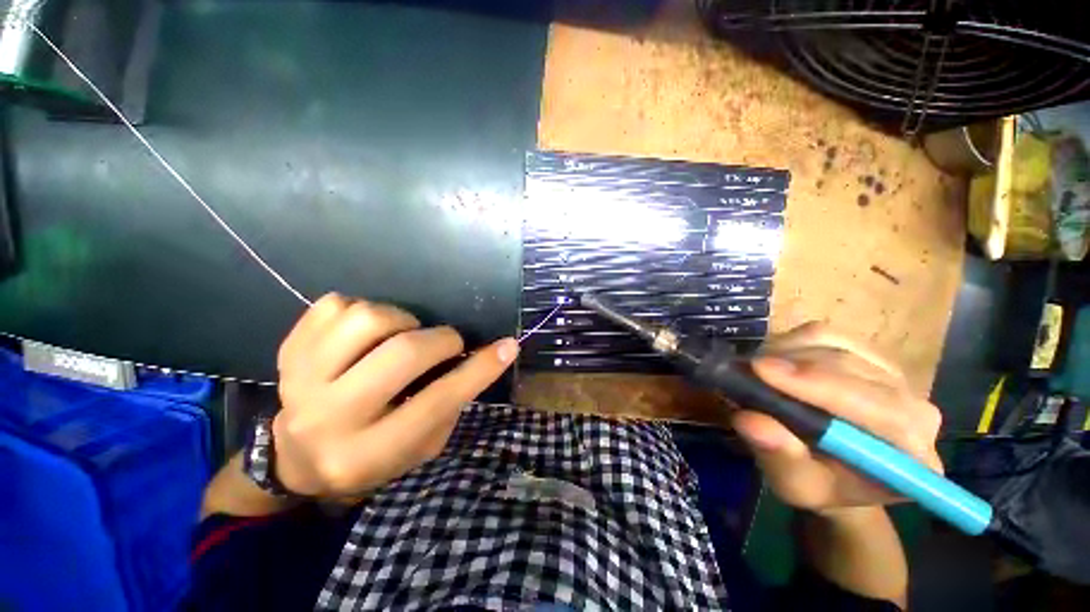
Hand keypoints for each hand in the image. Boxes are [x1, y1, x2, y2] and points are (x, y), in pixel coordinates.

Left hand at [272, 293, 518, 496]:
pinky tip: (366, 334)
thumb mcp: (422, 446)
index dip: (479, 370)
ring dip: (402, 321)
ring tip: (403, 335)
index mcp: (370, 451)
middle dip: (442, 340)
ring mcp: (301, 380)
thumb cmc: (374, 454)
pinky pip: (336, 305)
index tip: (508, 346)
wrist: (299, 456)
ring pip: (368, 319)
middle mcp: (330, 417)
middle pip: (403, 353)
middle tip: (448, 344)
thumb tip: (483, 356)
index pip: (438, 401)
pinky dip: (363, 310)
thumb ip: (450, 403)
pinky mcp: (289, 351)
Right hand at [731, 322, 942, 513]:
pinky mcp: (868, 353)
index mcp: (911, 454)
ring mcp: (894, 375)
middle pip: (854, 369)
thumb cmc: (816, 484)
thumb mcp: (793, 484)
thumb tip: (748, 420)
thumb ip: (779, 456)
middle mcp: (914, 407)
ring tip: (756, 371)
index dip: (820, 385)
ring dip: (787, 354)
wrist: (832, 469)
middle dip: (793, 366)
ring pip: (837, 346)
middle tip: (744, 370)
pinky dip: (792, 342)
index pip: (881, 409)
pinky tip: (774, 361)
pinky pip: (827, 334)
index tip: (761, 371)